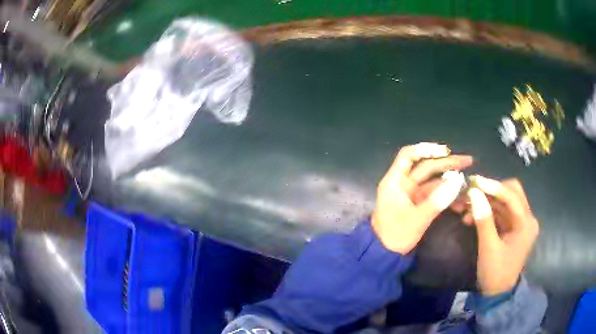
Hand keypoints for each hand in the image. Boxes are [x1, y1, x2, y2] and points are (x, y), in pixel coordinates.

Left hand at [372, 143, 472, 253]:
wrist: (384, 255)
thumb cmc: (395, 235)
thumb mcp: (417, 219)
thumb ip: (438, 200)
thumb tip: (458, 180)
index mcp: (395, 181)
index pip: (408, 155)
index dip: (426, 149)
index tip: (446, 151)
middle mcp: (403, 183)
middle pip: (426, 166)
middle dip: (447, 163)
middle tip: (468, 161)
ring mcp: (412, 194)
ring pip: (433, 181)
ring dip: (450, 180)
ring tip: (468, 180)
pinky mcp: (418, 204)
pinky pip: (434, 194)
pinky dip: (446, 194)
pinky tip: (460, 197)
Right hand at [467, 176, 538, 295]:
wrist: (497, 294)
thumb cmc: (495, 273)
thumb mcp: (488, 248)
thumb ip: (483, 219)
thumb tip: (474, 193)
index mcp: (526, 224)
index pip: (512, 196)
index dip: (493, 186)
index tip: (474, 181)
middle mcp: (527, 218)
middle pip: (511, 192)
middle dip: (491, 191)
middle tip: (472, 192)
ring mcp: (521, 223)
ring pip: (505, 201)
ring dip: (487, 201)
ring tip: (467, 207)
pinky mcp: (514, 227)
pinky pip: (501, 212)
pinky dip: (488, 211)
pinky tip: (472, 217)